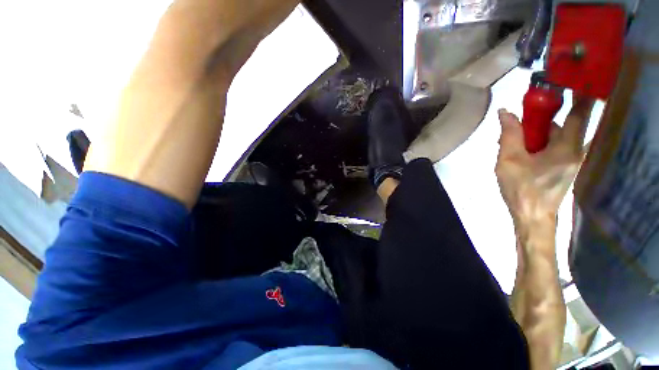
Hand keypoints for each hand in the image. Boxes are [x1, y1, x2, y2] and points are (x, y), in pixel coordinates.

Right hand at [495, 98, 594, 226]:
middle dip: (542, 117)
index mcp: (566, 147)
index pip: (580, 112)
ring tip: (513, 143)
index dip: (578, 92)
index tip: (570, 77)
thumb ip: (509, 135)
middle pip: (563, 123)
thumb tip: (505, 112)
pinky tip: (522, 152)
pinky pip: (554, 146)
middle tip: (520, 119)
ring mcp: (572, 159)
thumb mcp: (508, 161)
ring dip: (537, 133)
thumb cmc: (521, 189)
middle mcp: (575, 149)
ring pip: (556, 136)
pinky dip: (539, 143)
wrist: (532, 216)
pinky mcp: (565, 166)